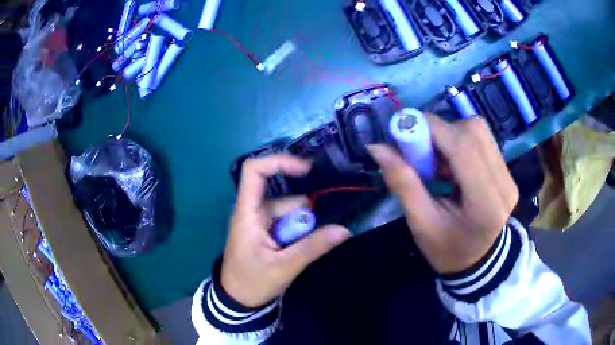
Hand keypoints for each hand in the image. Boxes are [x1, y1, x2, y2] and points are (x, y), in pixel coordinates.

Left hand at [221, 155, 350, 306]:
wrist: (237, 300)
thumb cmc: (252, 282)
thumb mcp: (284, 267)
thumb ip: (313, 247)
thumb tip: (344, 230)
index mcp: (248, 213)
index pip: (254, 171)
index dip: (278, 162)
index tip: (306, 170)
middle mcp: (254, 211)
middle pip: (284, 197)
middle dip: (305, 214)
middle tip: (317, 237)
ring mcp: (261, 222)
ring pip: (291, 212)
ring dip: (305, 227)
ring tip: (310, 248)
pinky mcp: (268, 232)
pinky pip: (290, 223)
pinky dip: (302, 232)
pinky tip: (308, 247)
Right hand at [368, 115, 517, 273]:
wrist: (479, 262)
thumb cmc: (448, 251)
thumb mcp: (421, 225)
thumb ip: (402, 183)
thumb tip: (377, 147)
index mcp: (485, 203)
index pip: (463, 147)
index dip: (431, 129)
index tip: (401, 131)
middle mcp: (503, 182)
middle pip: (472, 131)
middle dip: (439, 131)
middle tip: (419, 149)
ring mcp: (509, 174)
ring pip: (478, 130)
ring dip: (450, 134)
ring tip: (436, 158)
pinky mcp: (507, 170)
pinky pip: (482, 139)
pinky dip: (460, 140)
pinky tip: (451, 161)